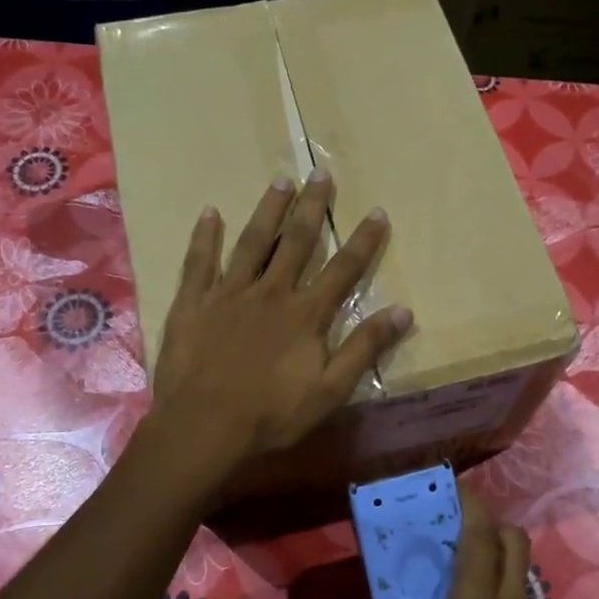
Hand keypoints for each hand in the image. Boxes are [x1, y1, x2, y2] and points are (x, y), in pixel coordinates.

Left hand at [148, 169, 412, 481]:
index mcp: (305, 314)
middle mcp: (270, 292)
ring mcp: (229, 293)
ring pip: (252, 242)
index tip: (377, 211)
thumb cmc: (271, 415)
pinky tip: (210, 212)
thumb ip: (364, 348)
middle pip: (297, 242)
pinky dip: (205, 236)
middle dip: (312, 207)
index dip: (363, 240)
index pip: (343, 270)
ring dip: (268, 210)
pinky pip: (199, 261)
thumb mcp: (330, 391)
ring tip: (280, 180)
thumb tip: (404, 312)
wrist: (204, 426)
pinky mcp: (194, 303)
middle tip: (320, 172)